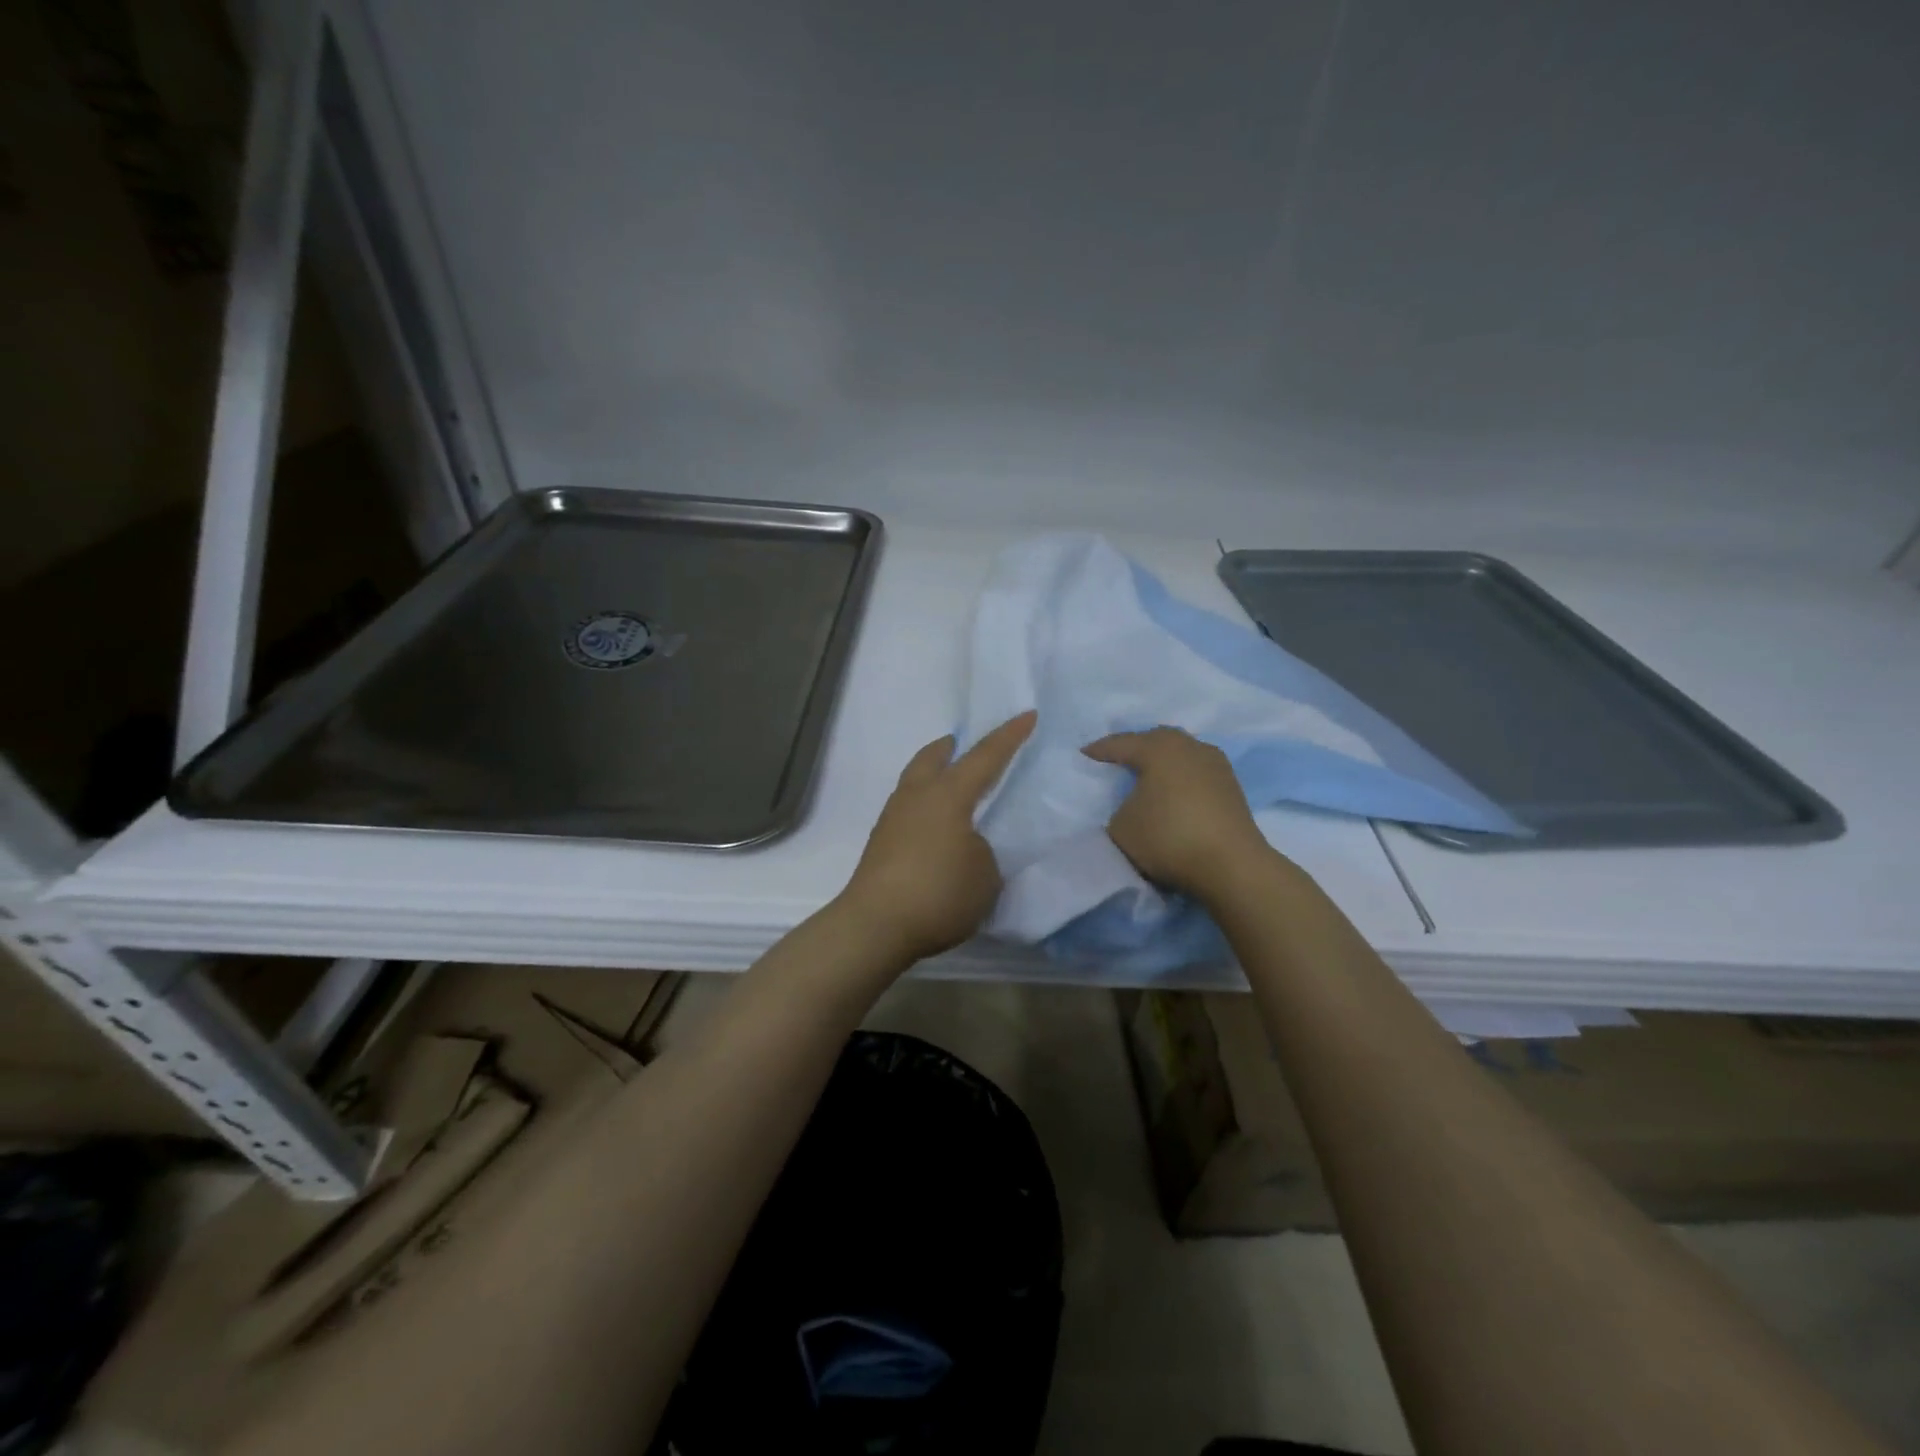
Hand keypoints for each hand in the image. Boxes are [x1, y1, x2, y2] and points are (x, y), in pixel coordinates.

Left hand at [838, 711, 1037, 961]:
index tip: (1027, 715)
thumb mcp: (985, 875)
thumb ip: (983, 851)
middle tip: (966, 745)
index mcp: (948, 794)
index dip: (1009, 736)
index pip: (985, 756)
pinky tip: (935, 824)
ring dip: (934, 773)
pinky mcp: (880, 843)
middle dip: (952, 746)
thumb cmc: (940, 893)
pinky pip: (907, 807)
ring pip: (914, 780)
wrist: (876, 925)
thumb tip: (966, 846)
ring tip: (952, 787)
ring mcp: (893, 818)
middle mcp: (917, 796)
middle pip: (932, 756)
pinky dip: (924, 803)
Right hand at [1083, 726, 1272, 896]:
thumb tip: (1133, 807)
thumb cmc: (1168, 837)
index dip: (1099, 751)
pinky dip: (1181, 778)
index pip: (1121, 744)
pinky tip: (1174, 793)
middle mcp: (1189, 746)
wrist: (1232, 865)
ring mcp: (1216, 764)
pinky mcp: (1232, 786)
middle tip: (1116, 761)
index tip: (1083, 755)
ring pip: (1181, 754)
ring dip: (1163, 763)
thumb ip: (1119, 809)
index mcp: (1158, 748)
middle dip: (1135, 748)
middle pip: (1156, 740)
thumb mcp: (1121, 827)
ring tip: (1147, 777)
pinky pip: (1196, 772)